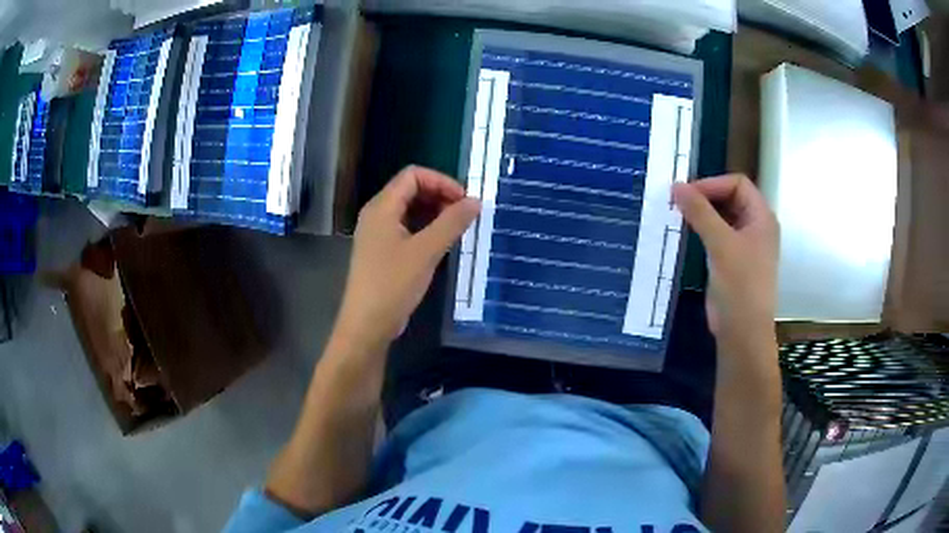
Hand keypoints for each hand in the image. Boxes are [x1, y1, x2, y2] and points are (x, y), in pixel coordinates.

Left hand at [336, 166, 480, 346]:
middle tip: (464, 215)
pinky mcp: (382, 251)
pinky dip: (426, 228)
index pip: (413, 175)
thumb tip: (476, 201)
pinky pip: (406, 228)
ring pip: (409, 210)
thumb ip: (452, 223)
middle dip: (440, 196)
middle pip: (410, 190)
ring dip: (435, 213)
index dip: (441, 182)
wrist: (367, 324)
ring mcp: (378, 233)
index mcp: (381, 207)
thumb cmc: (393, 284)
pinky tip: (442, 243)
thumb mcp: (426, 251)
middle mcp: (377, 214)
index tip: (464, 200)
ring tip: (457, 228)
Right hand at [672, 174, 779, 356]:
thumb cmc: (740, 285)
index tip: (686, 194)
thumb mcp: (721, 244)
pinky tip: (685, 233)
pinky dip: (702, 230)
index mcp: (762, 217)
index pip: (737, 184)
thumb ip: (700, 212)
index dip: (712, 184)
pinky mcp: (732, 260)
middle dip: (705, 197)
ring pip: (722, 216)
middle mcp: (756, 226)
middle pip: (730, 197)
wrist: (742, 332)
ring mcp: (745, 244)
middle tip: (677, 203)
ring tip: (677, 216)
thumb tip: (676, 186)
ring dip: (701, 214)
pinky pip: (717, 235)